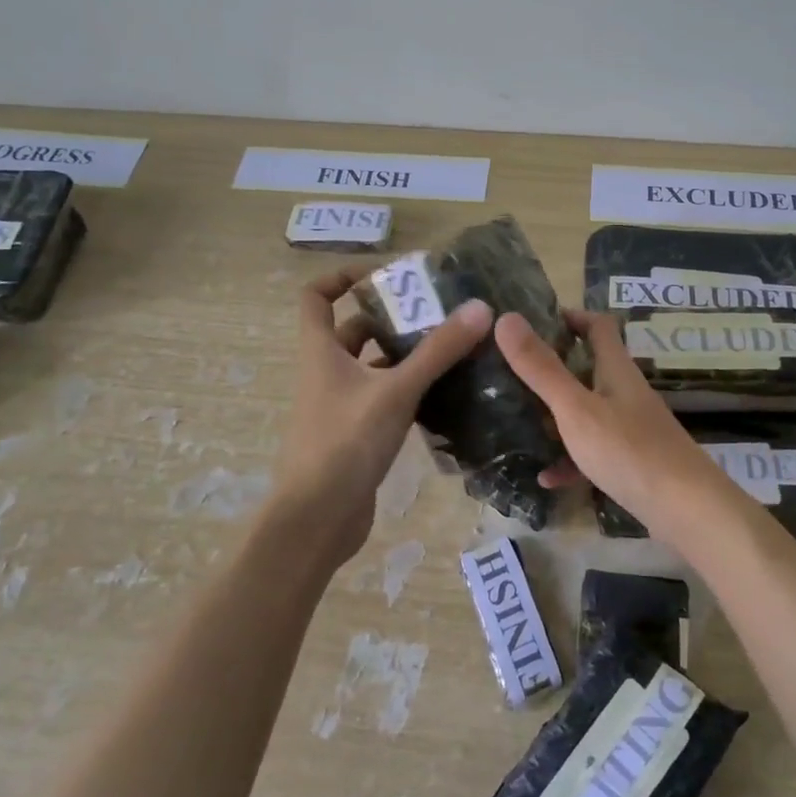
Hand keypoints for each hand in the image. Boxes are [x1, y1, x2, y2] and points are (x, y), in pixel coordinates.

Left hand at [273, 263, 494, 566]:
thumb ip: (438, 350)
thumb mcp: (396, 390)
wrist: (316, 522)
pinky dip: (409, 388)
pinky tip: (445, 392)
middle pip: (355, 329)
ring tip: (452, 347)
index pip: (315, 296)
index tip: (385, 275)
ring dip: (405, 354)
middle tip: (438, 311)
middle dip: (392, 317)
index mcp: (321, 351)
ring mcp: (340, 405)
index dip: (342, 277)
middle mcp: (327, 372)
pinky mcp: (356, 433)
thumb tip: (480, 307)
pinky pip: (384, 397)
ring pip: (373, 365)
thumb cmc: (346, 443)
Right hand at [493, 308, 746, 548]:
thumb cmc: (629, 450)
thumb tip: (506, 318)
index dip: (570, 316)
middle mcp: (625, 392)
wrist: (687, 511)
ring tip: (518, 419)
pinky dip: (569, 459)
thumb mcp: (575, 408)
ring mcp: (631, 428)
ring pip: (588, 411)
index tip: (533, 321)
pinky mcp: (632, 463)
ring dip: (557, 414)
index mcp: (616, 369)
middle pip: (589, 367)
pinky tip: (546, 477)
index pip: (598, 325)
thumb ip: (541, 368)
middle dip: (553, 366)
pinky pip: (593, 453)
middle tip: (512, 372)